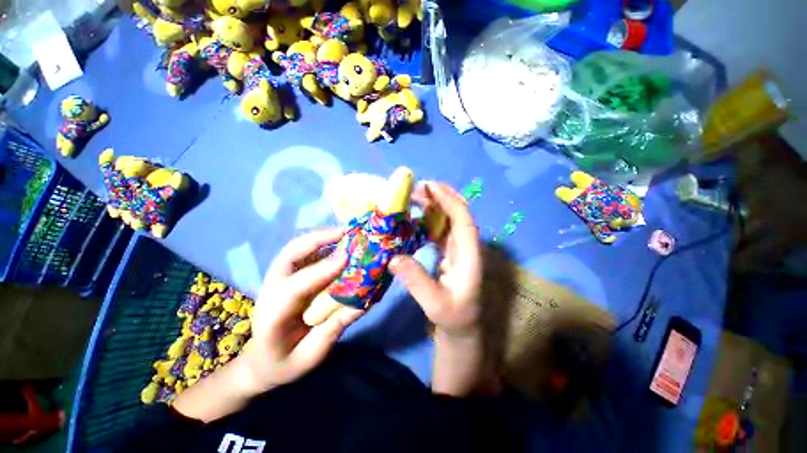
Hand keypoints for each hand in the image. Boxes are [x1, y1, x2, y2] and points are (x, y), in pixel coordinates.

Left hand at [243, 229, 363, 391]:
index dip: (320, 271)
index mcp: (273, 317)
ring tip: (344, 232)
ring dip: (320, 238)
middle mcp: (271, 291)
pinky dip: (320, 244)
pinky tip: (337, 242)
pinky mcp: (287, 276)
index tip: (345, 257)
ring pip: (294, 250)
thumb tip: (362, 302)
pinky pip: (303, 254)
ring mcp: (277, 280)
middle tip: (344, 232)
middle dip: (316, 240)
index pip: (293, 289)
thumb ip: (334, 328)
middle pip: (287, 256)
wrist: (260, 362)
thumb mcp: (311, 356)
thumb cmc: (284, 363)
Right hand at [390, 182, 491, 395]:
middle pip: (458, 212)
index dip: (448, 200)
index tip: (428, 187)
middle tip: (416, 188)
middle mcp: (466, 246)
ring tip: (413, 197)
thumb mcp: (434, 303)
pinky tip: (414, 216)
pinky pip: (440, 228)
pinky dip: (428, 218)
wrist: (462, 325)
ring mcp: (458, 247)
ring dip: (433, 205)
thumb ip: (416, 281)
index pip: (463, 219)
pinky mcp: (450, 250)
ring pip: (448, 218)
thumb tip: (394, 258)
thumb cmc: (453, 316)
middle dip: (440, 196)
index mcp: (469, 255)